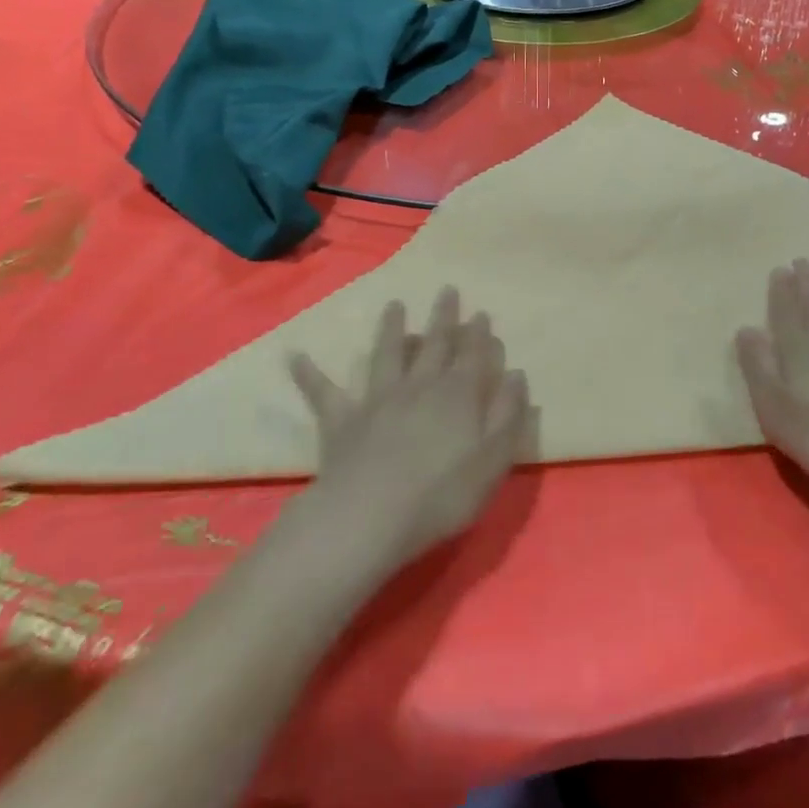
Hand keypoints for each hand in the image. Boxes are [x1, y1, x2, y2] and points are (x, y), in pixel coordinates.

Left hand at [289, 287, 530, 570]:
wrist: (370, 517)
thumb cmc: (442, 495)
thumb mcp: (493, 460)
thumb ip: (508, 415)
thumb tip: (514, 374)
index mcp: (459, 395)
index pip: (474, 356)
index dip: (479, 334)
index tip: (480, 313)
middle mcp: (420, 386)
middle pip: (436, 345)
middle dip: (444, 317)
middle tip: (447, 290)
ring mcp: (379, 399)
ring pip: (387, 355)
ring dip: (391, 329)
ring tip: (394, 305)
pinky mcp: (343, 420)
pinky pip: (323, 392)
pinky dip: (309, 374)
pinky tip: (294, 356)